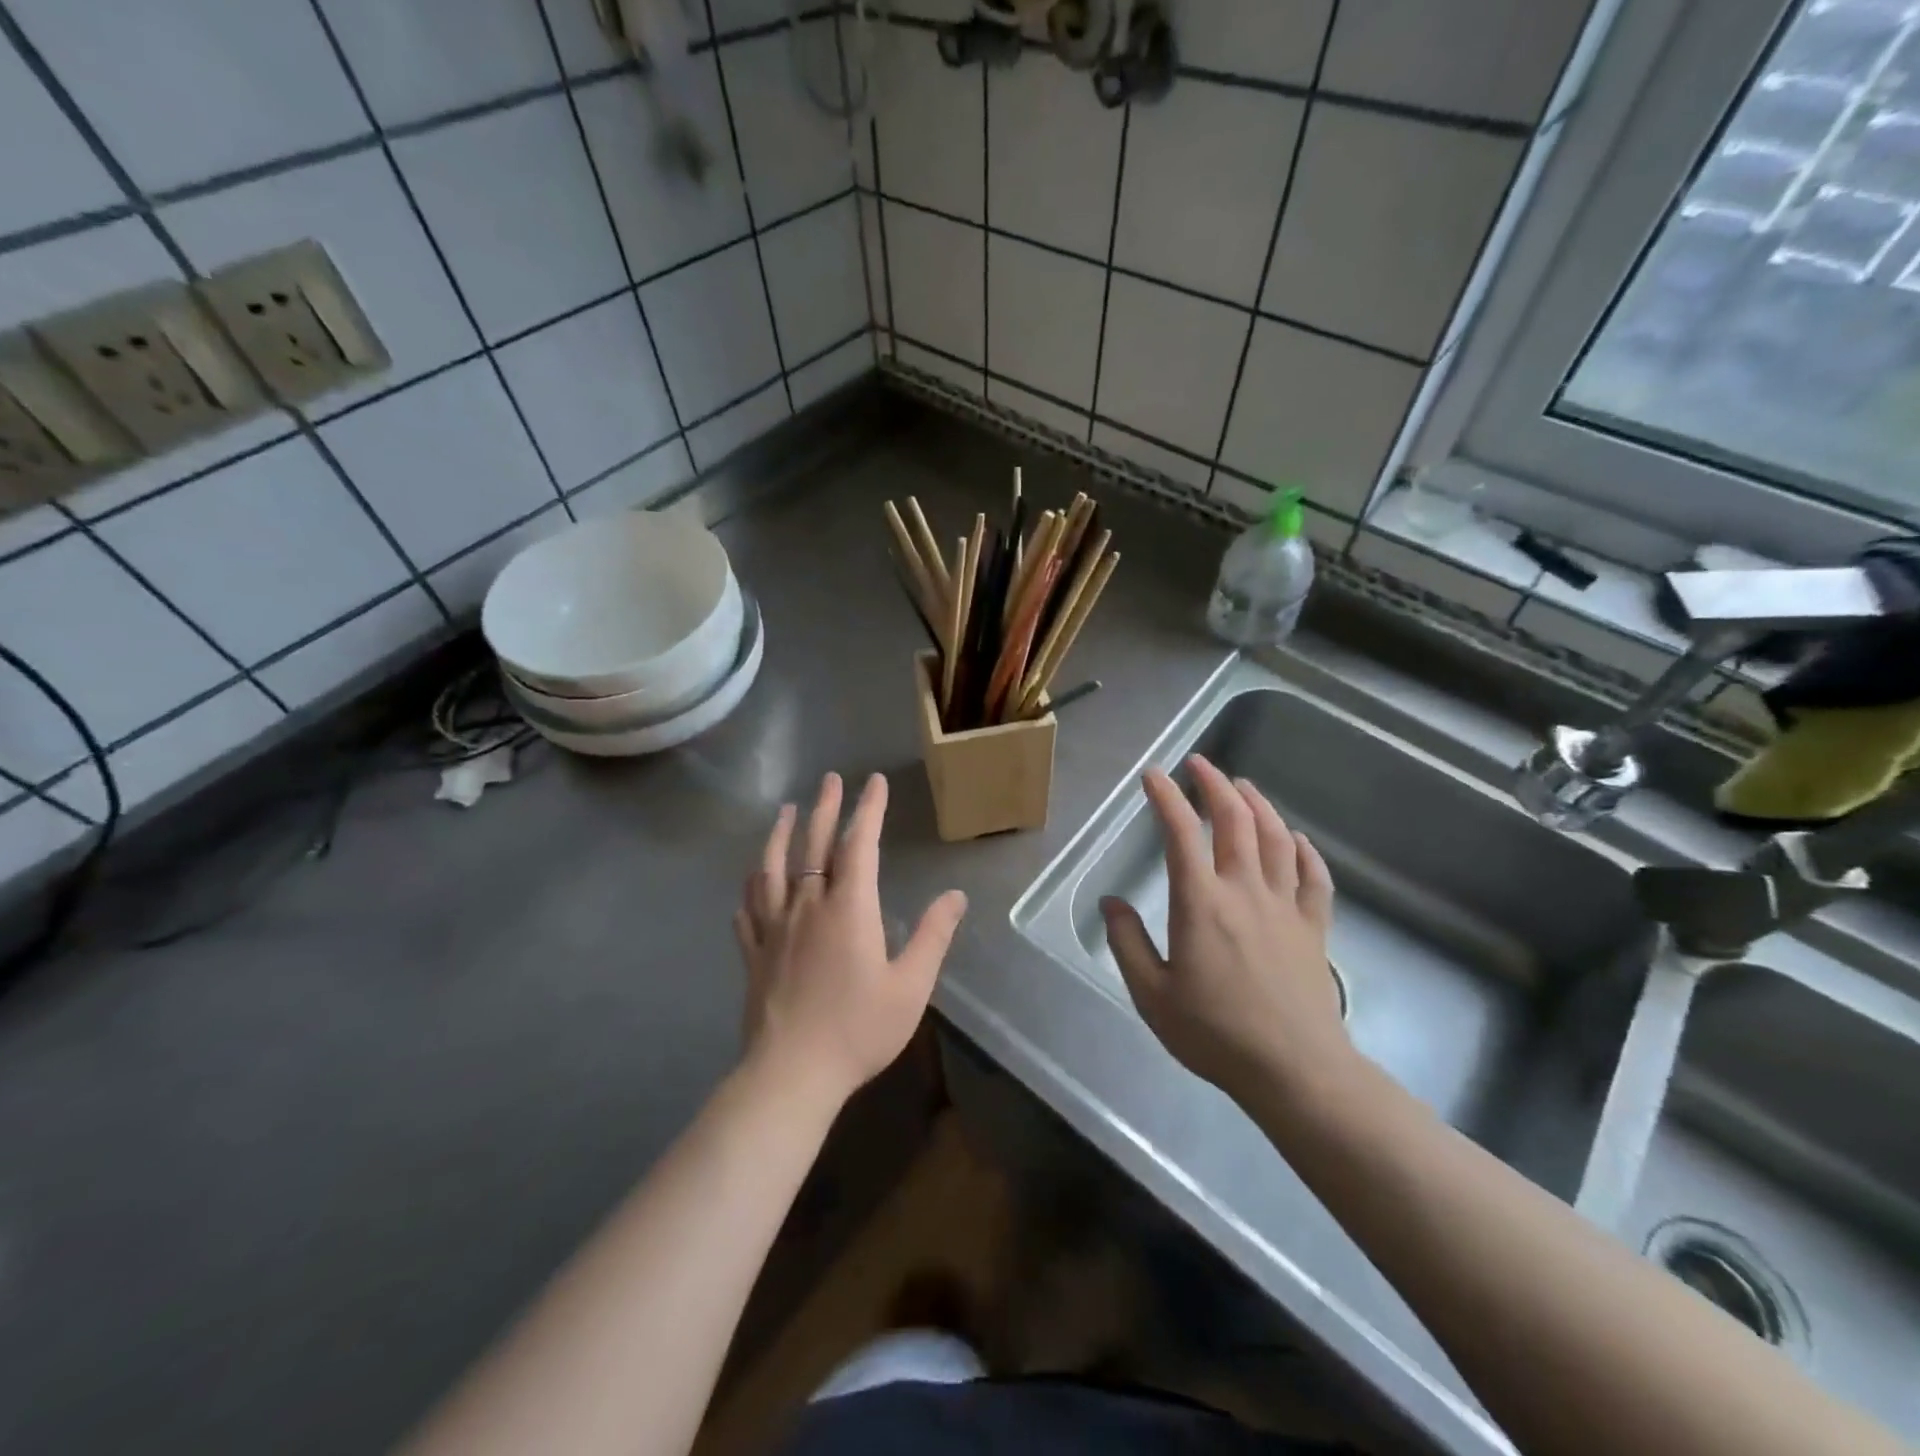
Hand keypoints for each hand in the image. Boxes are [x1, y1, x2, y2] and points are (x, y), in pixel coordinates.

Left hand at [735, 772, 967, 1104]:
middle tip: (829, 779)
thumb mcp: (911, 986)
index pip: (859, 844)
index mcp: (848, 908)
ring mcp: (773, 928)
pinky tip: (749, 885)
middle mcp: (807, 906)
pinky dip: (750, 890)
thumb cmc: (858, 1029)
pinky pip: (748, 911)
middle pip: (813, 845)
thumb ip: (932, 936)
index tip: (874, 782)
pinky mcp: (753, 954)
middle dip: (824, 808)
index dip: (868, 809)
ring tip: (784, 811)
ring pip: (772, 869)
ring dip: (780, 835)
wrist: (792, 1074)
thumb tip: (954, 896)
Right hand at [1101, 755, 1348, 1104]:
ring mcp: (1285, 907)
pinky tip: (1297, 839)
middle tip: (1200, 764)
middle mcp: (1245, 891)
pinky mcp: (1313, 928)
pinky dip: (1305, 851)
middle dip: (1215, 785)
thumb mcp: (1151, 994)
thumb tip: (1110, 903)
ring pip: (1276, 839)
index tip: (1153, 774)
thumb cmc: (1215, 1033)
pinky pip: (1314, 878)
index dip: (1166, 798)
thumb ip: (1127, 943)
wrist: (1294, 1070)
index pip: (1181, 834)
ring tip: (1242, 786)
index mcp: (1201, 903)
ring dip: (1258, 805)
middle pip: (1235, 821)